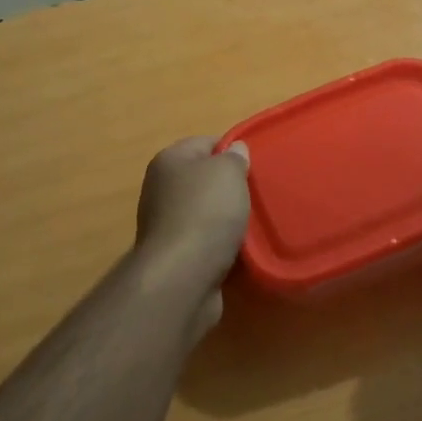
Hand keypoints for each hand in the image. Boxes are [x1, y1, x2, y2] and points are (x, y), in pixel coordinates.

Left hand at [133, 137, 250, 335]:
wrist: (183, 276)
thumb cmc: (206, 212)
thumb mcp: (228, 172)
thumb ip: (234, 157)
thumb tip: (234, 149)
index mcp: (169, 161)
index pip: (206, 143)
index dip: (233, 150)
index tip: (257, 165)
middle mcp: (161, 189)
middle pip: (205, 180)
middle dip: (231, 187)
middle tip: (259, 194)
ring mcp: (166, 224)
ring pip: (207, 213)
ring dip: (228, 219)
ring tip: (256, 223)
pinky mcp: (175, 256)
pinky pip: (205, 241)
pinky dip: (222, 244)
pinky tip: (242, 249)